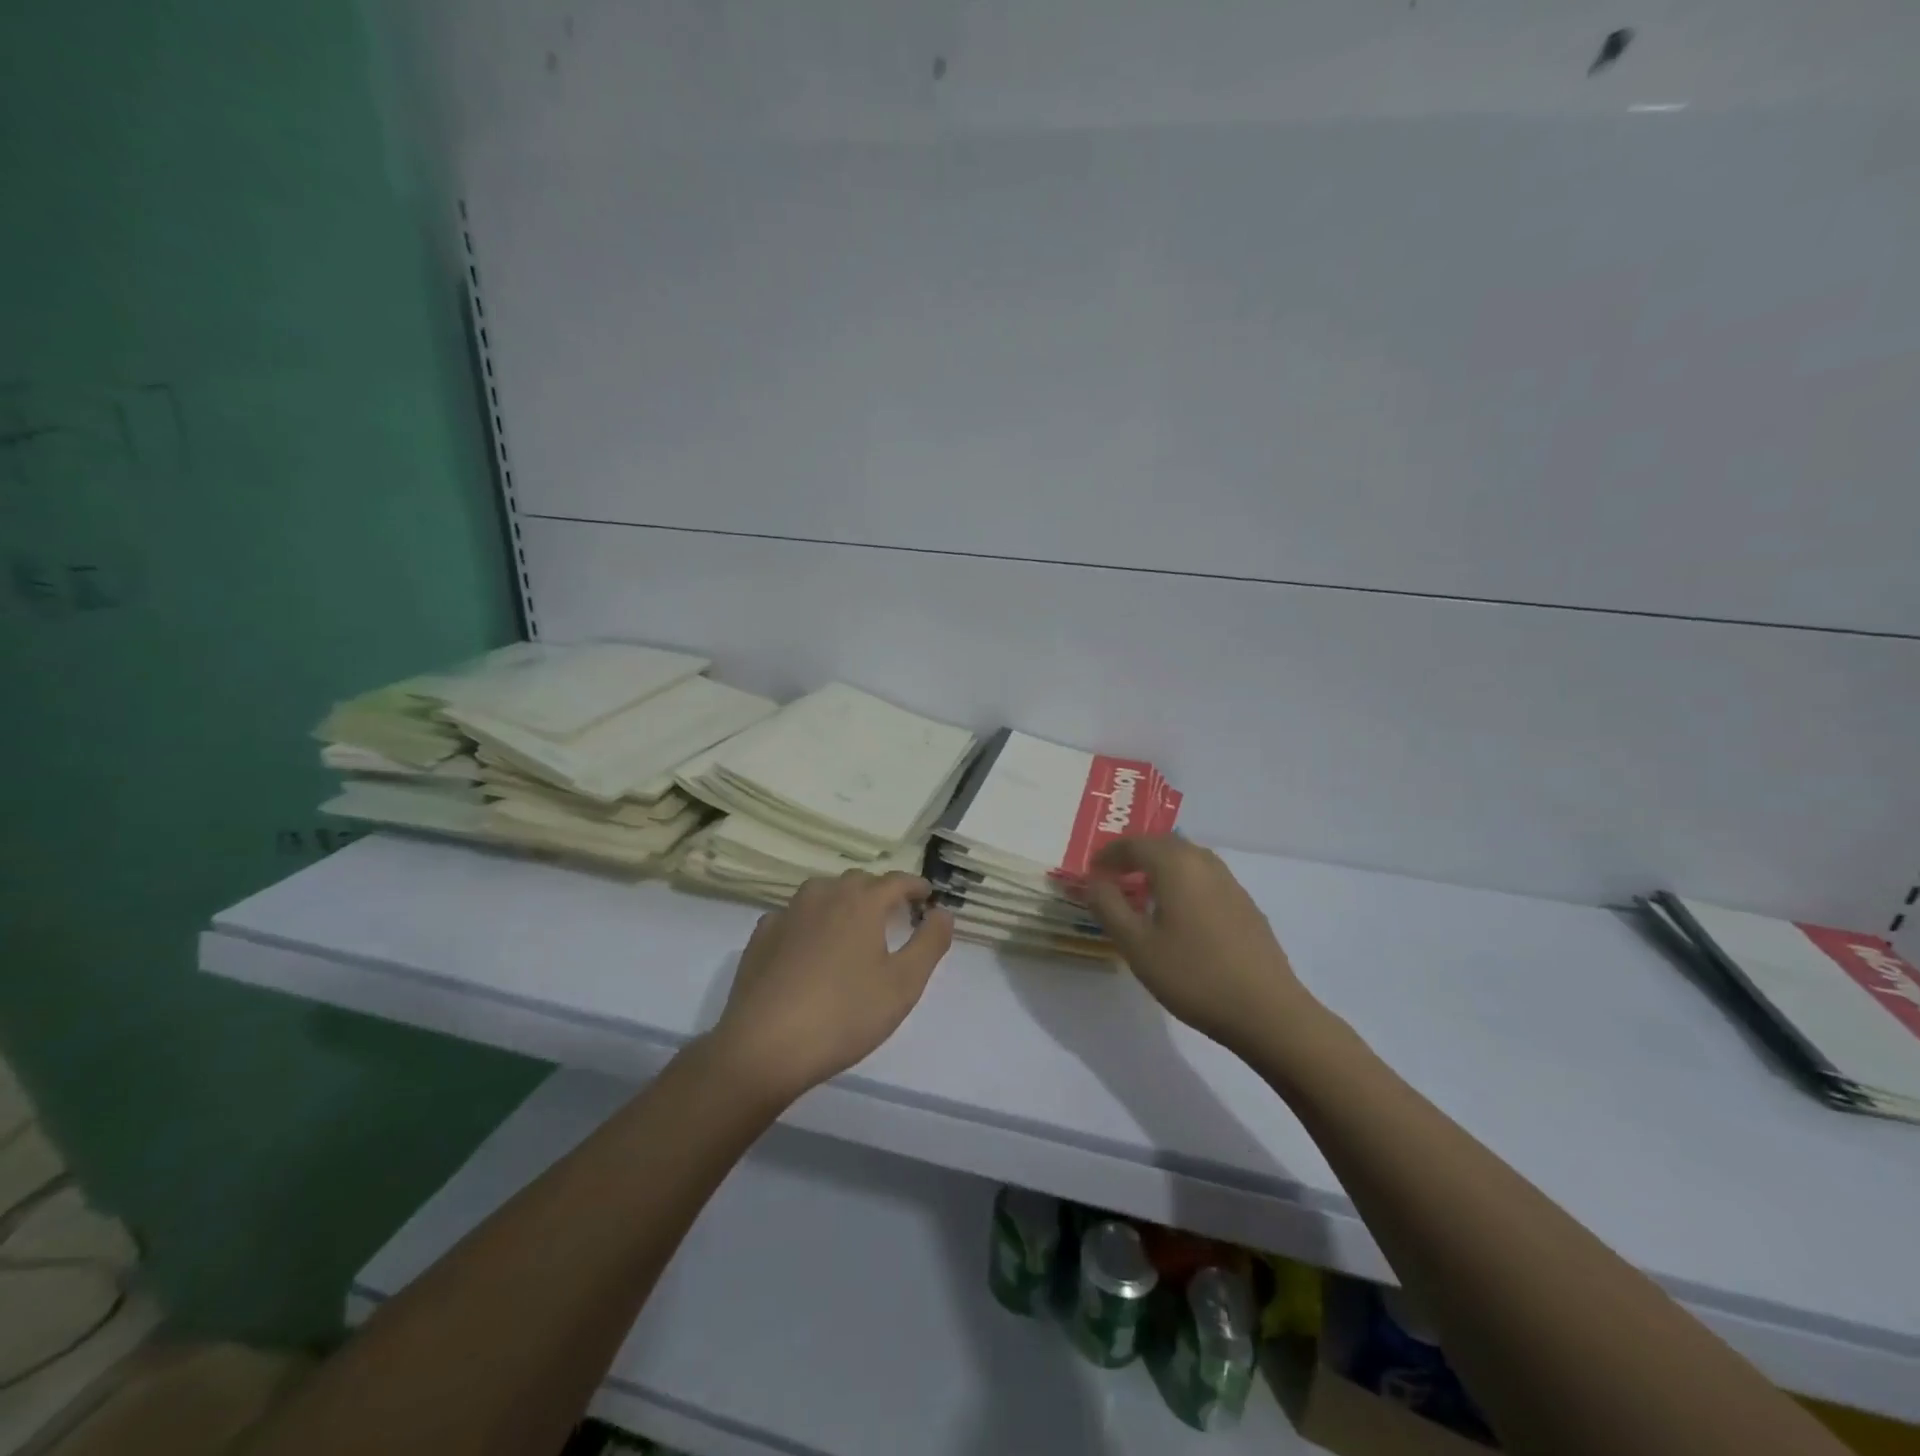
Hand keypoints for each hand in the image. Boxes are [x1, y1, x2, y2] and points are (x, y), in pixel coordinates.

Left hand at [709, 871, 953, 1103]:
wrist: (764, 1046)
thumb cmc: (844, 1014)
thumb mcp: (904, 984)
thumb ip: (930, 943)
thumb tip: (943, 912)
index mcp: (861, 902)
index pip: (896, 881)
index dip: (915, 886)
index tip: (927, 896)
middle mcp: (824, 895)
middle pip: (858, 881)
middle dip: (880, 892)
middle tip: (894, 914)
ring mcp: (787, 913)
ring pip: (823, 892)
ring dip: (843, 901)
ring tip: (853, 925)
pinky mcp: (762, 936)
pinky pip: (794, 915)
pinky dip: (810, 921)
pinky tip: (810, 945)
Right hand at [1084, 836, 1315, 1053]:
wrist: (1267, 1011)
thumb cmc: (1193, 975)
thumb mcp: (1136, 945)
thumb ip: (1109, 906)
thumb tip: (1094, 881)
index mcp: (1176, 864)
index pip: (1134, 844)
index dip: (1108, 855)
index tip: (1091, 873)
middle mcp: (1204, 862)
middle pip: (1163, 845)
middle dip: (1135, 855)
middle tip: (1113, 877)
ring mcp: (1230, 883)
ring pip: (1187, 860)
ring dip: (1160, 868)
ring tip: (1143, 893)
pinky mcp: (1246, 905)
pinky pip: (1205, 879)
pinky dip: (1183, 883)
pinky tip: (1179, 915)